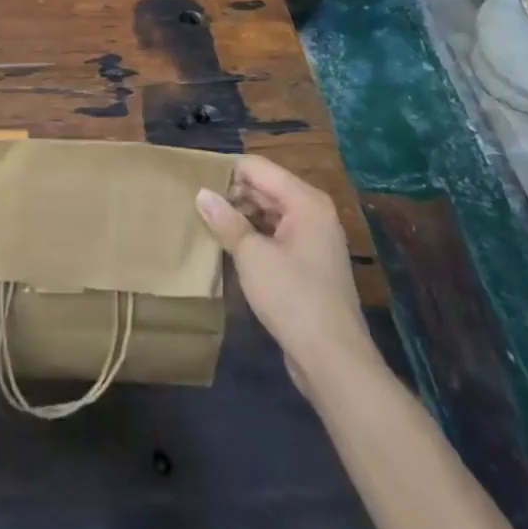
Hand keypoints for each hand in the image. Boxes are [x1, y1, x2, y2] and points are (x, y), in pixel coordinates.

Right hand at [196, 155, 374, 393]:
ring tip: (204, 221)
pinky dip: (252, 236)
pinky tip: (227, 246)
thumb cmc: (293, 298)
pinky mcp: (308, 264)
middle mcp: (312, 213)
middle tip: (193, 202)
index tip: (193, 181)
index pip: (257, 168)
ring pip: (268, 213)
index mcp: (305, 201)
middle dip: (231, 193)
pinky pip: (274, 236)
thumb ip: (225, 220)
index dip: (225, 171)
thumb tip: (201, 194)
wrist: (334, 361)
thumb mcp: (252, 256)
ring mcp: (312, 239)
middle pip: (264, 188)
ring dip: (239, 216)